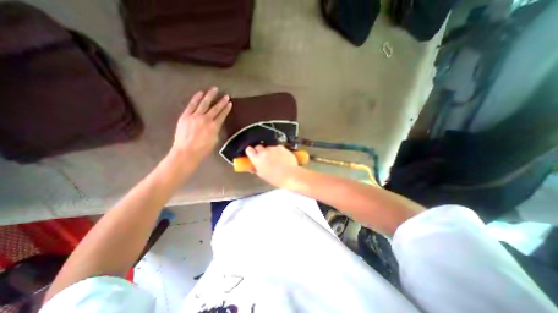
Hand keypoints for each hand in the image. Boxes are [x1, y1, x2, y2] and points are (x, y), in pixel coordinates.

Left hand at [172, 87, 229, 162]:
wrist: (186, 152)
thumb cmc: (202, 149)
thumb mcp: (214, 140)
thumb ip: (215, 130)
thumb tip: (215, 124)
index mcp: (214, 127)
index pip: (222, 115)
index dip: (226, 109)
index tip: (230, 103)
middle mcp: (206, 119)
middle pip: (215, 108)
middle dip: (221, 101)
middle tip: (225, 95)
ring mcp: (195, 116)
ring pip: (204, 103)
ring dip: (210, 96)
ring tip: (214, 89)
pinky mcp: (185, 116)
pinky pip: (191, 105)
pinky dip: (196, 98)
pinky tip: (200, 93)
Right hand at [245, 145, 295, 186]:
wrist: (289, 174)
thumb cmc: (275, 178)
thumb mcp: (263, 175)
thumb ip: (257, 169)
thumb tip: (254, 167)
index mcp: (257, 159)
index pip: (249, 150)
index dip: (250, 151)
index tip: (252, 153)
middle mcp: (263, 151)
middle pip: (258, 146)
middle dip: (260, 151)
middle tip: (264, 157)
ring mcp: (273, 148)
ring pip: (269, 147)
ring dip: (270, 151)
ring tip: (276, 159)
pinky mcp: (281, 147)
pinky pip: (277, 148)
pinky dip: (278, 151)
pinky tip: (282, 157)